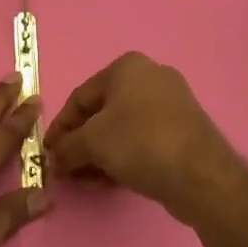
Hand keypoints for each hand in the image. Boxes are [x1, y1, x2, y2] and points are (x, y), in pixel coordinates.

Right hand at [42, 52, 247, 226]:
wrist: (200, 174)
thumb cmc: (139, 143)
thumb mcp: (91, 142)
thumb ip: (66, 148)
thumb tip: (55, 158)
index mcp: (127, 67)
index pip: (80, 97)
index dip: (60, 127)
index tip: (47, 152)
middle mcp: (151, 76)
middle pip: (102, 112)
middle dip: (81, 142)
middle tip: (67, 169)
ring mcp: (172, 103)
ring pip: (123, 128)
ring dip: (100, 153)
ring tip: (87, 179)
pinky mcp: (184, 130)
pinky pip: (143, 139)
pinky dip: (123, 156)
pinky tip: (111, 180)